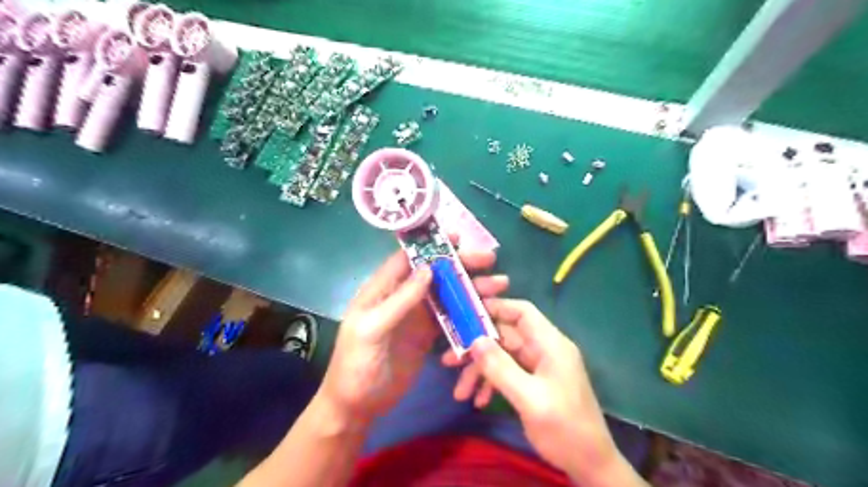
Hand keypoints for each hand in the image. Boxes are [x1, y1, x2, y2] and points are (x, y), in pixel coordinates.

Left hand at [319, 247, 510, 425]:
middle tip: (489, 260)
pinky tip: (487, 310)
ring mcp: (417, 316)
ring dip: (471, 288)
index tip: (459, 237)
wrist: (358, 406)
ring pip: (447, 293)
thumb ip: (399, 300)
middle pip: (435, 273)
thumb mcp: (371, 330)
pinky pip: (451, 317)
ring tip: (499, 285)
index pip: (409, 258)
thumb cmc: (355, 365)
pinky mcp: (428, 335)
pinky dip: (468, 312)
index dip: (432, 245)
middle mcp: (402, 297)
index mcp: (382, 289)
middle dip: (461, 265)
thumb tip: (428, 268)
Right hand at [448, 299, 634, 483]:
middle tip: (450, 360)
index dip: (495, 308)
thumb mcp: (529, 399)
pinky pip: (508, 374)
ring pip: (503, 357)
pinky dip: (491, 384)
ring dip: (480, 371)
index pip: (521, 312)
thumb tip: (474, 340)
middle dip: (477, 348)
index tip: (465, 314)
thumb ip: (501, 368)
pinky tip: (479, 401)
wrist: (590, 465)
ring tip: (459, 392)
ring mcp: (539, 367)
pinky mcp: (534, 383)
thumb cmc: (565, 429)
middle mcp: (544, 350)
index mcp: (550, 344)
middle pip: (506, 336)